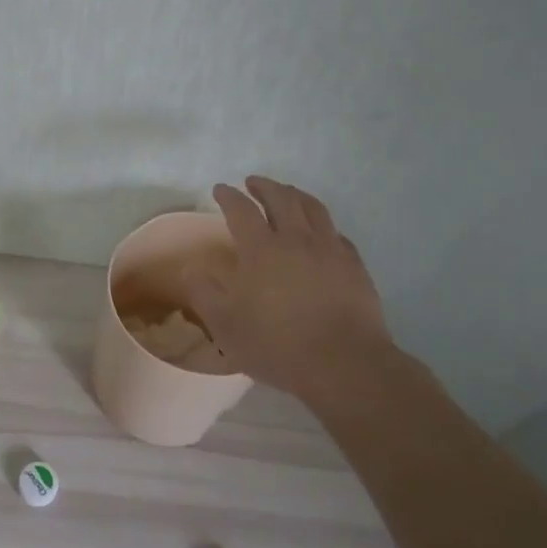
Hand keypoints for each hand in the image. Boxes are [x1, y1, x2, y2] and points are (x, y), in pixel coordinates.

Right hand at [183, 176, 394, 402]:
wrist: (344, 364)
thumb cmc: (277, 345)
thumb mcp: (225, 326)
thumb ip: (204, 293)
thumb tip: (191, 267)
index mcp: (261, 250)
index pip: (241, 210)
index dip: (229, 196)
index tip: (220, 189)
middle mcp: (296, 240)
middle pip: (281, 198)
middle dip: (264, 186)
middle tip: (253, 183)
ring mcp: (330, 250)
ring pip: (313, 208)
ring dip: (296, 194)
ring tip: (287, 193)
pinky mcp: (355, 266)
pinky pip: (337, 233)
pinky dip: (322, 224)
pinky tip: (321, 232)